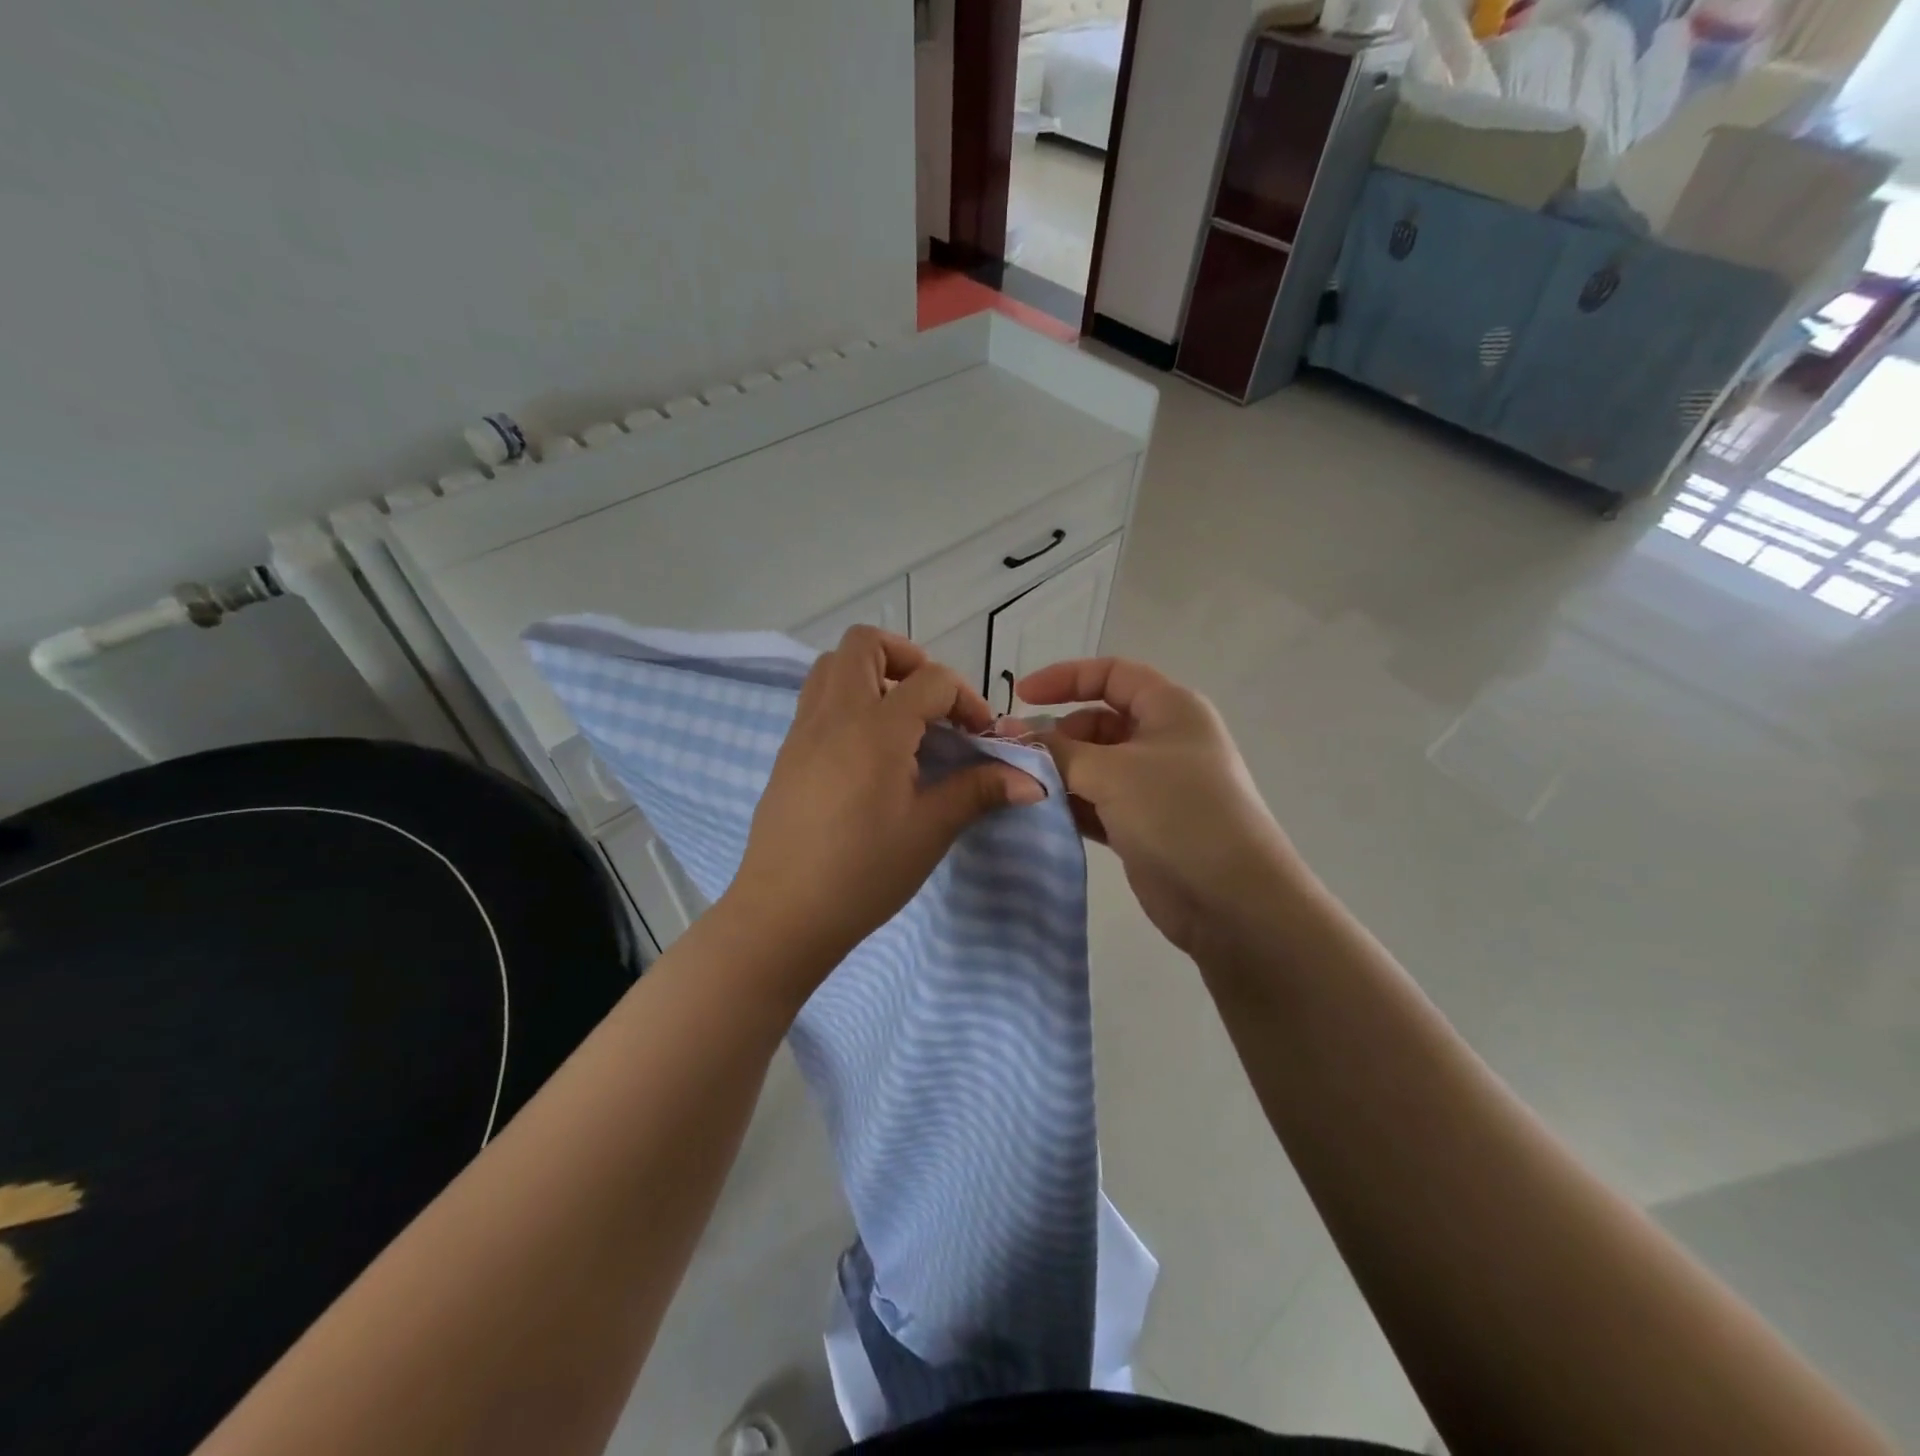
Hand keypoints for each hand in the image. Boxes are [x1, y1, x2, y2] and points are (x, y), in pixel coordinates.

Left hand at [723, 627, 1044, 985]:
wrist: (784, 914)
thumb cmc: (863, 872)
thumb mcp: (929, 830)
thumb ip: (978, 791)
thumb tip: (1032, 781)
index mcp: (875, 727)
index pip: (931, 680)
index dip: (967, 700)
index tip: (981, 737)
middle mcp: (834, 714)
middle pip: (865, 644)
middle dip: (908, 658)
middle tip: (932, 703)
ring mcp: (803, 731)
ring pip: (831, 666)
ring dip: (871, 674)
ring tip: (900, 720)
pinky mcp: (787, 753)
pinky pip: (816, 700)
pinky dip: (846, 701)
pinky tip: (868, 752)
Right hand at [1008, 658, 1296, 956]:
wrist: (1232, 900)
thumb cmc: (1177, 813)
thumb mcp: (1112, 772)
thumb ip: (1057, 751)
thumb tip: (1011, 735)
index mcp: (1170, 708)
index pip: (1112, 674)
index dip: (1065, 678)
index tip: (1020, 697)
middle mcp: (1164, 740)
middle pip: (1098, 722)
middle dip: (1057, 735)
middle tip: (1015, 757)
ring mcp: (1155, 786)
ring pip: (1095, 766)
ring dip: (1059, 774)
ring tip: (1020, 786)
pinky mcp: (1143, 825)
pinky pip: (1097, 803)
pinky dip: (1071, 805)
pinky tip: (1039, 814)